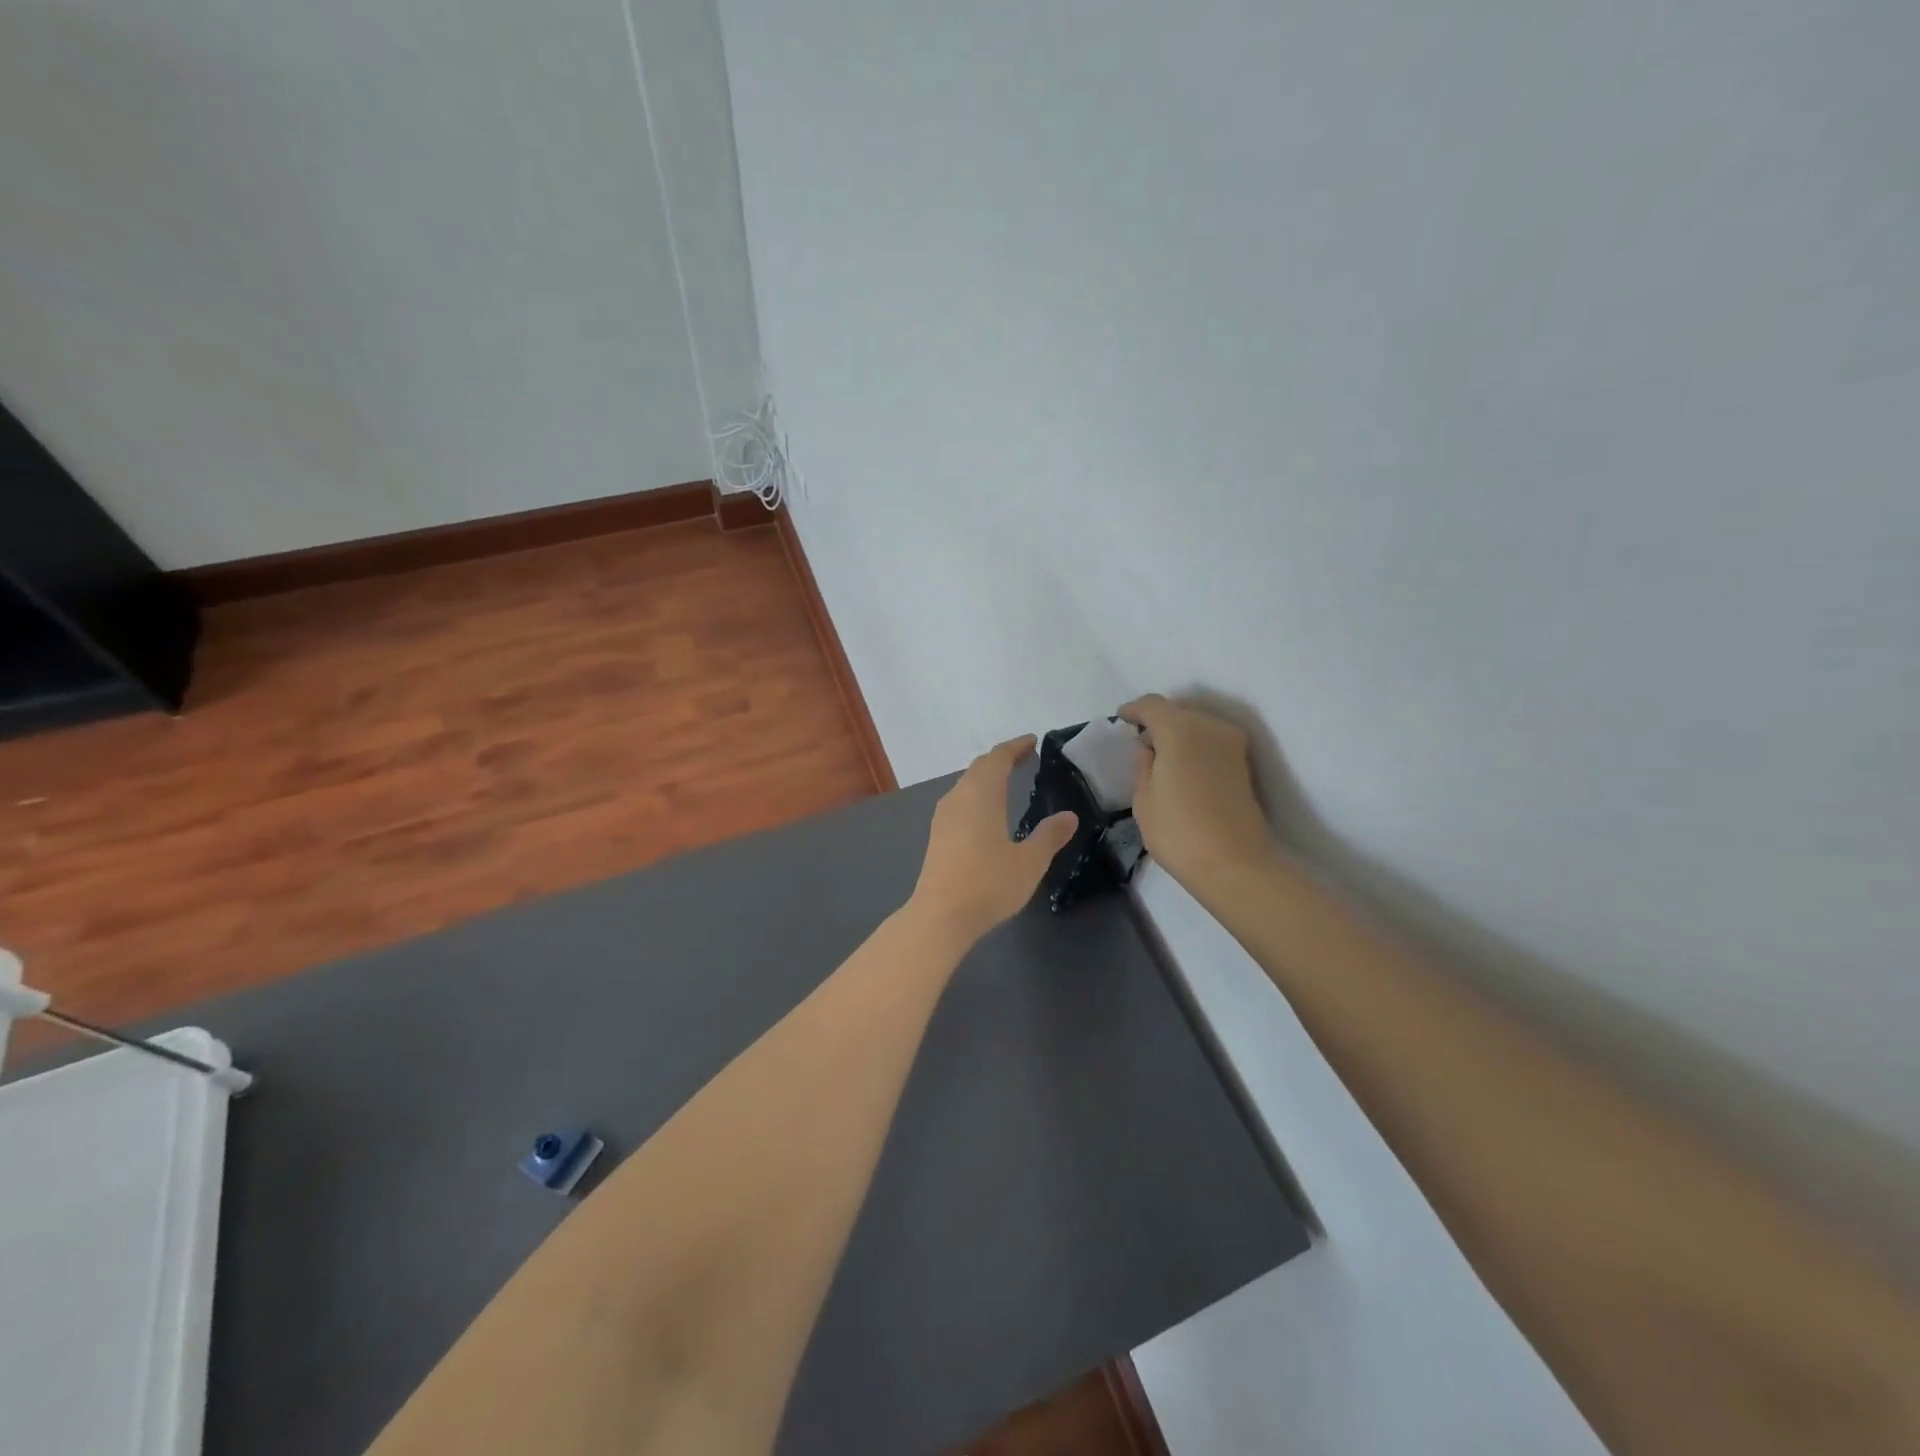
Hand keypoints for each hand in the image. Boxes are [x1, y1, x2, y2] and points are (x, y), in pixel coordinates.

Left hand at [910, 737, 1077, 943]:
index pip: (998, 758)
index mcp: (982, 795)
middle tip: (1024, 757)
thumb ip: (1049, 836)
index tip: (1033, 741)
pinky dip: (976, 794)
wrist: (941, 915)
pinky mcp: (937, 834)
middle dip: (1002, 759)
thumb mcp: (1030, 861)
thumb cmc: (989, 883)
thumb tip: (1069, 816)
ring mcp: (943, 815)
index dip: (1016, 747)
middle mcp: (959, 797)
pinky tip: (986, 811)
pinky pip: (959, 800)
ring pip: (966, 783)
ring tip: (1007, 781)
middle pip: (979, 767)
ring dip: (986, 776)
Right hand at [1120, 695, 1276, 893]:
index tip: (1122, 719)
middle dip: (1158, 722)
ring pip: (1197, 725)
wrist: (1236, 864)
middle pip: (1178, 711)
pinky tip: (1182, 767)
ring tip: (1161, 757)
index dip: (1134, 710)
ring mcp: (1231, 743)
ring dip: (1178, 734)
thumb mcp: (1144, 800)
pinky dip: (1194, 746)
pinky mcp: (1243, 763)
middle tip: (1140, 742)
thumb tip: (1147, 748)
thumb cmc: (1179, 832)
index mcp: (1179, 729)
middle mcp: (1209, 726)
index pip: (1152, 705)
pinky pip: (1211, 741)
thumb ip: (1142, 766)